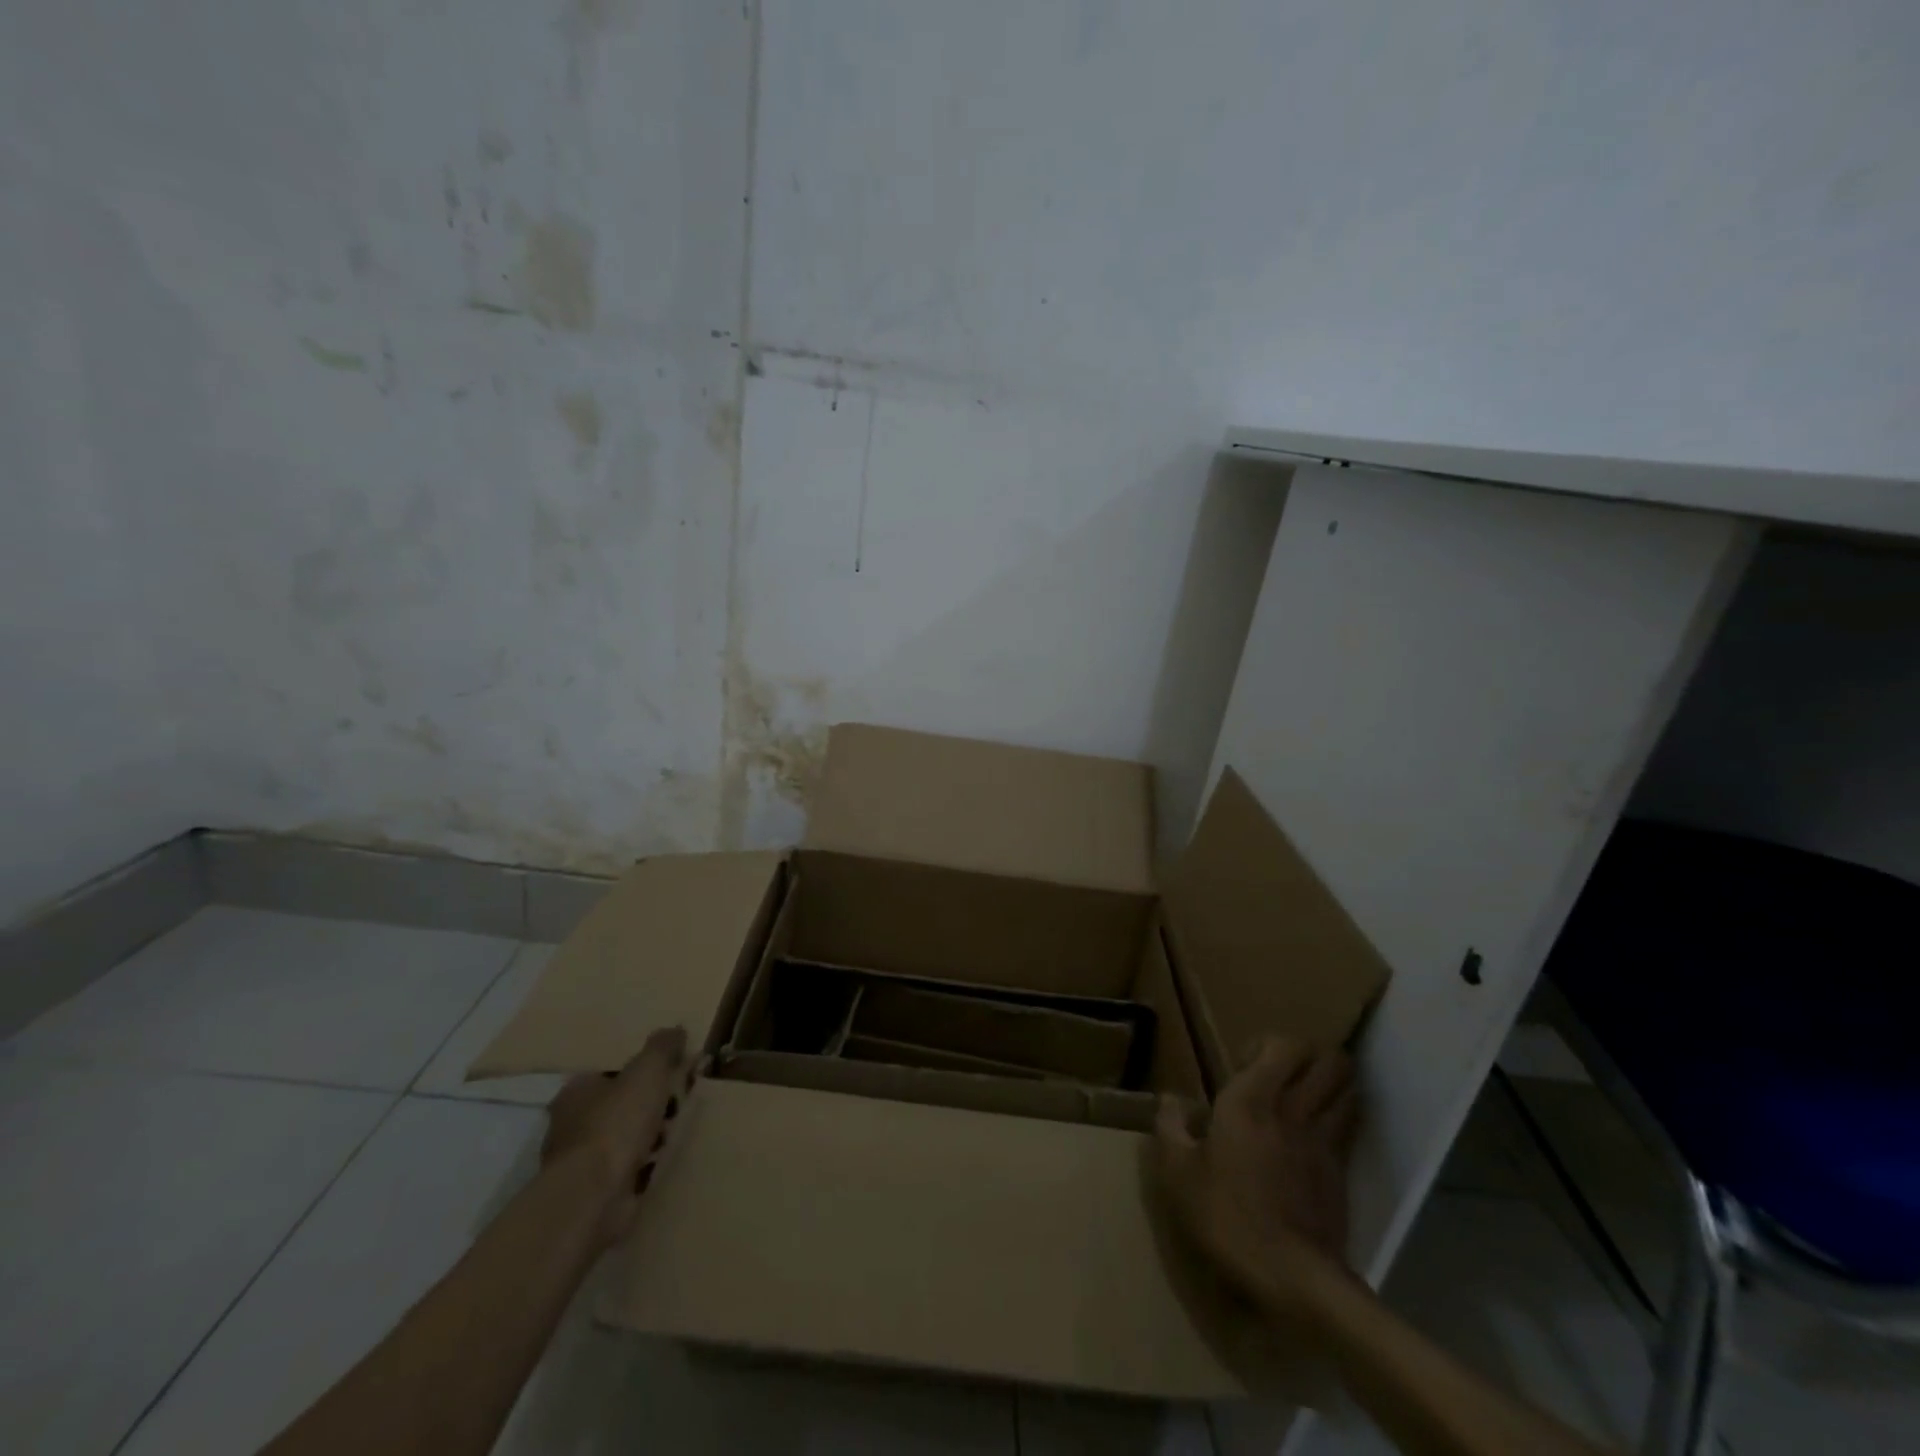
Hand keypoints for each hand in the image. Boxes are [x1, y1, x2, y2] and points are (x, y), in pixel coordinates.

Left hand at [541, 1026, 691, 1246]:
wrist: (593, 1197)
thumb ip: (661, 1047)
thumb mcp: (648, 1071)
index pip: (610, 1073)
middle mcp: (570, 1125)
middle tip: (676, 1104)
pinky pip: (625, 1169)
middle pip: (618, 1105)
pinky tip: (661, 1162)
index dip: (640, 1072)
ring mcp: (579, 1162)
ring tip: (673, 1134)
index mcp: (576, 1091)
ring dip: (647, 1137)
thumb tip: (674, 1029)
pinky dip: (642, 1166)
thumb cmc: (616, 1124)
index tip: (667, 1075)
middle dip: (648, 1106)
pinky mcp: (591, 1193)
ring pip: (622, 1139)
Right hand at [1155, 1036, 1359, 1311]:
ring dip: (1332, 1082)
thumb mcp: (1178, 1173)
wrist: (1292, 1277)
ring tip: (1306, 1095)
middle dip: (1312, 1055)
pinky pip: (1349, 1125)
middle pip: (1329, 1059)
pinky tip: (1317, 1132)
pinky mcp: (1341, 1171)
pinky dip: (1341, 1115)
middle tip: (1283, 1072)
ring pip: (1348, 1088)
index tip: (1242, 1067)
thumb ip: (1170, 1127)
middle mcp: (1293, 1109)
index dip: (1268, 1044)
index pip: (1283, 1044)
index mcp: (1251, 1099)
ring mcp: (1324, 1140)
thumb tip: (1170, 1099)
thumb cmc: (1227, 1216)